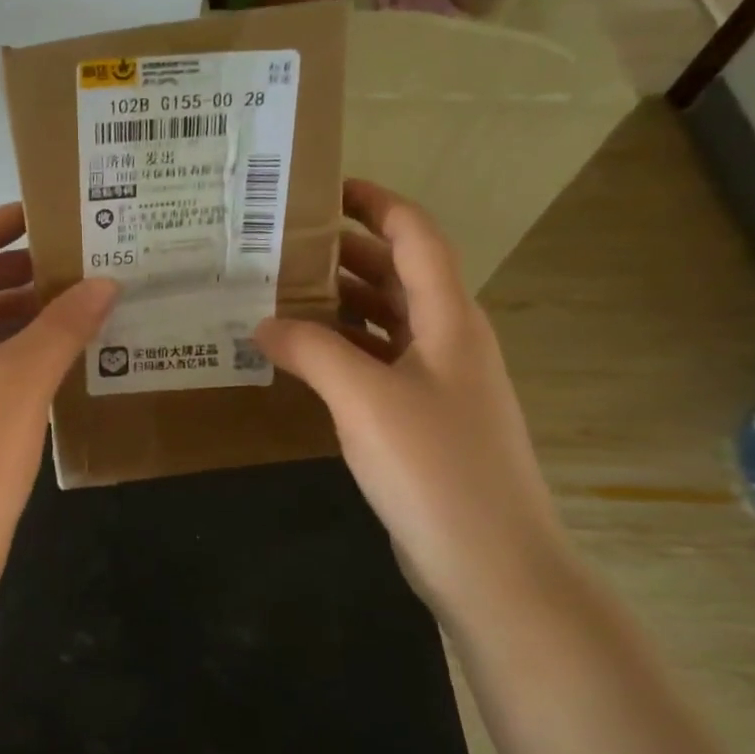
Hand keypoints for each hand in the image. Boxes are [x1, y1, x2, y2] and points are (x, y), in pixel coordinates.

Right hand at [255, 180, 562, 614]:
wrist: (491, 565)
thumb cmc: (434, 467)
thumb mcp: (364, 399)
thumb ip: (311, 351)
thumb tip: (263, 323)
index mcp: (449, 319)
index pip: (416, 237)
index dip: (376, 204)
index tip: (325, 189)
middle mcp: (448, 341)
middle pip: (398, 275)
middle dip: (346, 251)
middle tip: (282, 243)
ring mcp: (437, 383)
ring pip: (386, 320)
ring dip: (340, 301)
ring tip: (280, 292)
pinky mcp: (422, 420)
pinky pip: (377, 363)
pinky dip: (342, 348)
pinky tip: (302, 356)